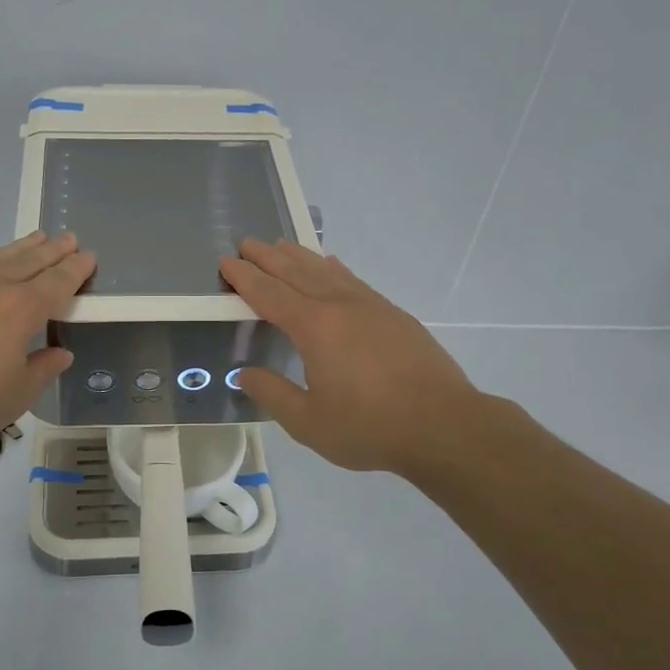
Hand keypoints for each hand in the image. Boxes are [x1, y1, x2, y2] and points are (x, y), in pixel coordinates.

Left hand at [0, 232, 95, 458]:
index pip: (57, 282)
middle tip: (70, 239)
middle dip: (53, 250)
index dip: (75, 270)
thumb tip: (59, 353)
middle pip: (29, 261)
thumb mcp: (15, 396)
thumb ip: (42, 369)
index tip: (89, 257)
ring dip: (21, 248)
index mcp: (20, 310)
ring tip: (36, 239)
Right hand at [219, 238, 507, 476]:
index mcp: (314, 328)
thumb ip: (273, 394)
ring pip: (326, 271)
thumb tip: (244, 374)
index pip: (269, 294)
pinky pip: (353, 280)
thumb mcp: (309, 422)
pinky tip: (331, 265)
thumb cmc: (370, 426)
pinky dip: (334, 268)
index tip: (227, 262)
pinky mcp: (393, 314)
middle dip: (268, 257)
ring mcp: (370, 306)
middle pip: (296, 272)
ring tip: (281, 244)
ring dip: (299, 256)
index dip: (245, 278)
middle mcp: (339, 306)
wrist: (443, 424)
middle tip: (246, 243)